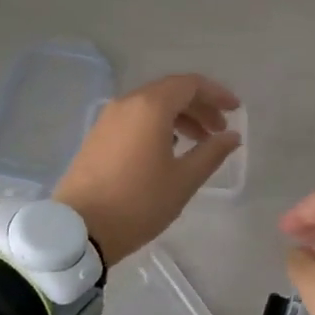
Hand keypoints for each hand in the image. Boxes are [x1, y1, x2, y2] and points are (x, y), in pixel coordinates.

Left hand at [55, 74, 241, 265]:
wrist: (78, 230)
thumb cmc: (138, 202)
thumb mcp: (184, 180)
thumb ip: (212, 153)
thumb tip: (232, 136)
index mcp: (151, 107)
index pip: (190, 84)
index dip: (216, 94)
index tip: (235, 110)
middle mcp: (128, 103)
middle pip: (171, 91)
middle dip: (200, 106)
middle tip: (219, 130)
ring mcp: (109, 118)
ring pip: (152, 104)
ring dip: (180, 116)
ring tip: (199, 142)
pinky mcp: (98, 135)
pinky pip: (135, 117)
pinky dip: (158, 124)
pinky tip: (169, 149)